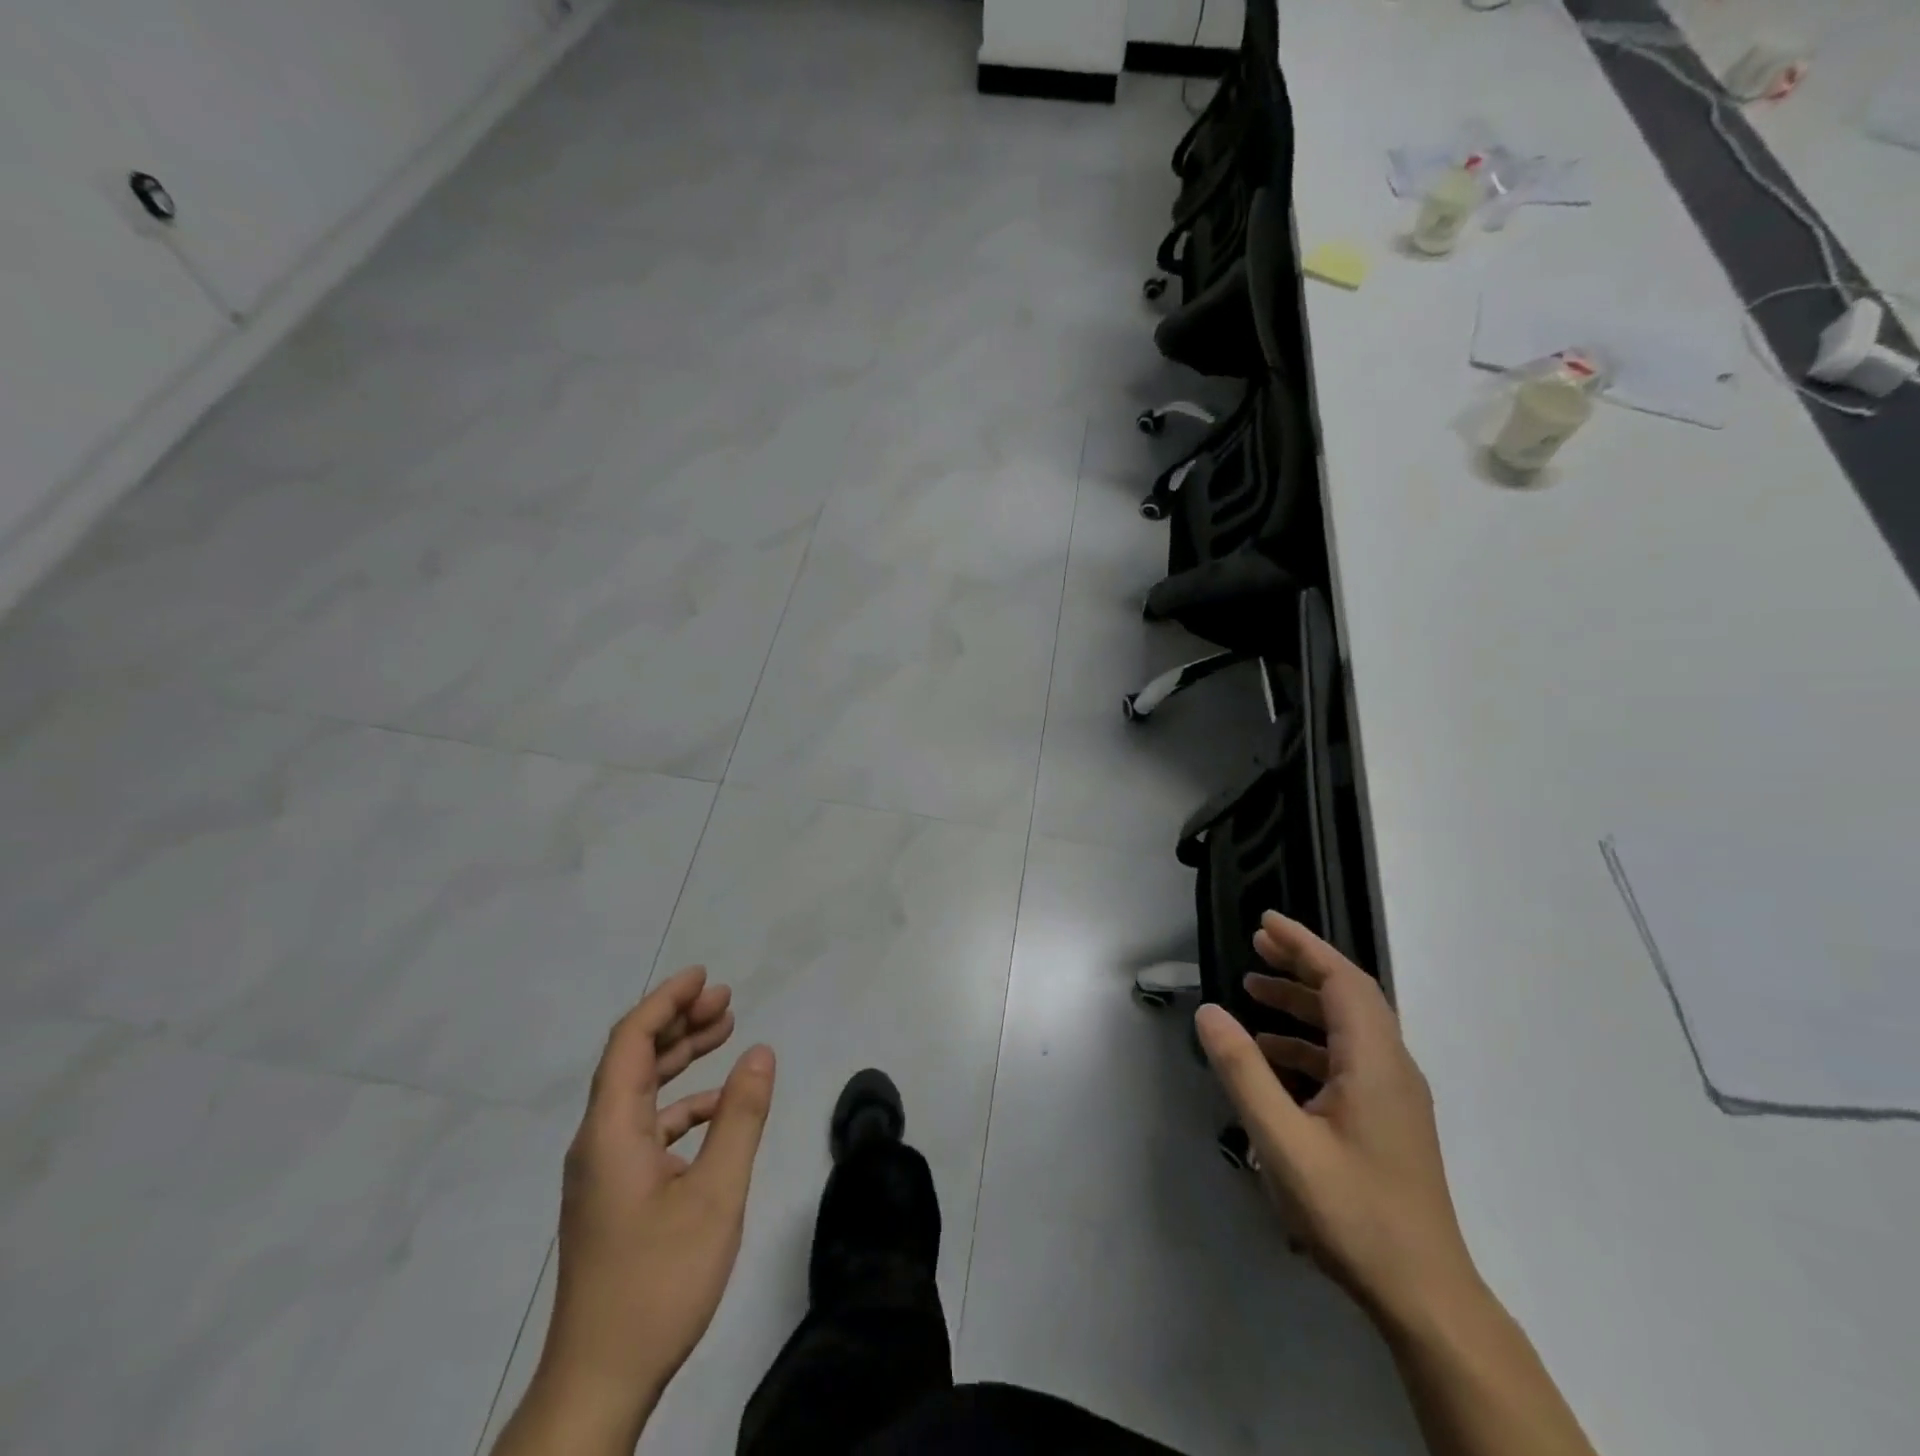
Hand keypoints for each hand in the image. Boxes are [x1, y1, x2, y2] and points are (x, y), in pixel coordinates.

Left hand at [514, 967, 775, 1452]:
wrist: (599, 1382)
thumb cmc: (658, 1282)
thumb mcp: (715, 1194)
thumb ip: (740, 1118)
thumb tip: (761, 1052)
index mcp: (610, 1132)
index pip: (630, 1043)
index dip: (665, 1001)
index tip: (703, 977)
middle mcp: (598, 1141)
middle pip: (633, 1060)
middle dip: (678, 1022)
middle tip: (726, 999)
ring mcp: (602, 1171)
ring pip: (640, 1093)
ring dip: (680, 1059)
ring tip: (725, 1031)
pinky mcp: (613, 1195)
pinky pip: (646, 1128)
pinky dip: (681, 1104)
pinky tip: (716, 1106)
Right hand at [1195, 912, 1479, 1329]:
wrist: (1424, 1296)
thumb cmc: (1353, 1213)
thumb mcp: (1283, 1141)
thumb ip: (1244, 1071)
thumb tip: (1209, 1011)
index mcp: (1374, 1062)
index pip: (1342, 980)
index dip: (1304, 945)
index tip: (1265, 922)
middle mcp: (1392, 1068)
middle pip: (1349, 995)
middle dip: (1302, 964)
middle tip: (1256, 945)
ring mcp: (1395, 1096)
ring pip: (1348, 1027)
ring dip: (1303, 1002)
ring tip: (1254, 992)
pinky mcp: (1389, 1119)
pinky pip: (1347, 1058)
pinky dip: (1309, 1041)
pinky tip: (1274, 1055)